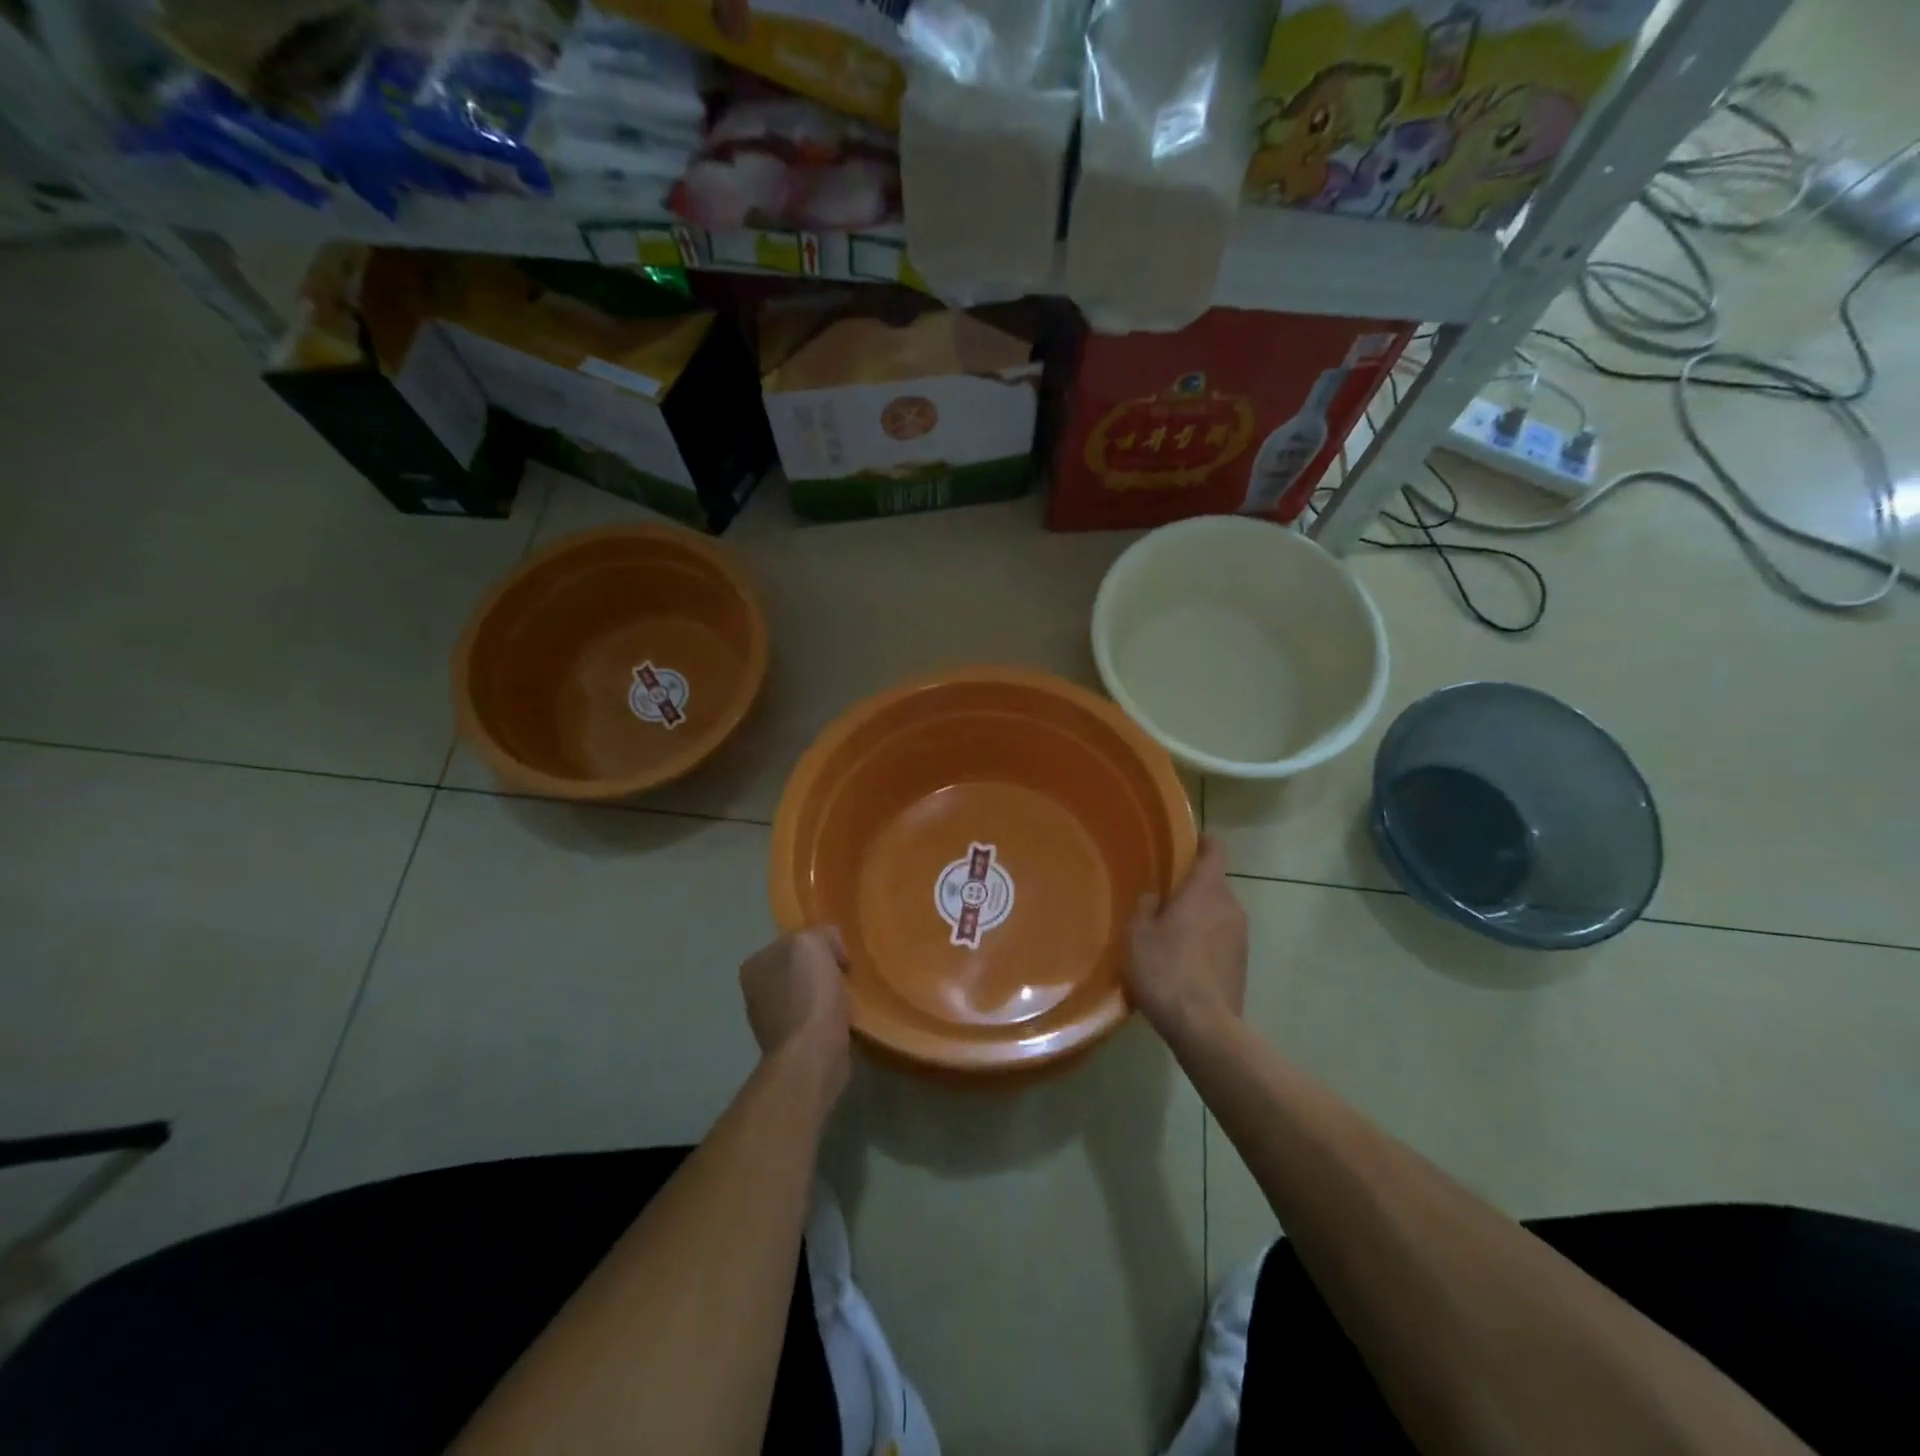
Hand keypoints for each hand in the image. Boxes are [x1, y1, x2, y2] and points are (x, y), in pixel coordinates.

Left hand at [740, 927, 851, 1098]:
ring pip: (807, 995)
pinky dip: (828, 1019)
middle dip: (822, 971)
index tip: (839, 957)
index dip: (819, 945)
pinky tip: (841, 1022)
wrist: (812, 1054)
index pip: (792, 941)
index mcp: (755, 964)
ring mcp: (770, 1020)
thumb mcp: (814, 943)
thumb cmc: (809, 994)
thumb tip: (832, 951)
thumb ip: (820, 933)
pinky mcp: (789, 1044)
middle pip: (799, 969)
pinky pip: (814, 1019)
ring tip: (846, 1002)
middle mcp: (755, 991)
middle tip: (845, 977)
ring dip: (826, 997)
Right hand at [1126, 837, 1247, 1048]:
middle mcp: (1231, 907)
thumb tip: (1156, 897)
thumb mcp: (1138, 934)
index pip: (1215, 851)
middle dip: (1192, 889)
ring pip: (1217, 915)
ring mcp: (1241, 938)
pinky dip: (1204, 943)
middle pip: (1213, 886)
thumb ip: (1147, 906)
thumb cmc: (1165, 969)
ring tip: (1169, 935)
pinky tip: (1182, 963)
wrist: (1203, 1026)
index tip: (1188, 842)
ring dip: (1198, 918)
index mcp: (1206, 891)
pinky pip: (1220, 940)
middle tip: (1163, 899)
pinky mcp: (1242, 965)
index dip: (1203, 843)